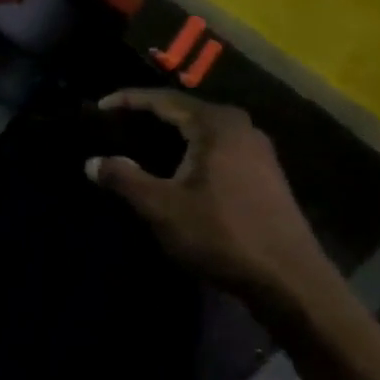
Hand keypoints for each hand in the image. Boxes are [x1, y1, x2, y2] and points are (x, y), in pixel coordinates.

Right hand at [84, 90, 334, 303]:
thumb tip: (91, 162)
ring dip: (170, 135)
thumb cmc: (220, 234)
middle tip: (115, 125)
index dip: (127, 101)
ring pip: (202, 131)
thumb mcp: (161, 207)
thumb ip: (123, 178)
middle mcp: (240, 127)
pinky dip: (189, 151)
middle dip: (148, 116)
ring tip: (138, 145)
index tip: (98, 108)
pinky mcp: (264, 174)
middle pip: (184, 111)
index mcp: (216, 125)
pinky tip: (174, 169)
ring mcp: (257, 151)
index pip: (162, 100)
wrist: (289, 280)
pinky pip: (217, 148)